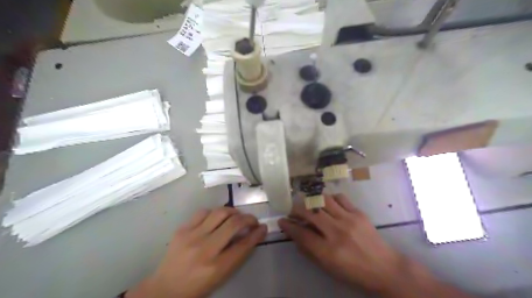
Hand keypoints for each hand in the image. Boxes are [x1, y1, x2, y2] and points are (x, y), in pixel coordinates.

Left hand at [128, 207, 268, 296]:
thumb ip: (237, 254)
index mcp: (216, 267)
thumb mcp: (221, 276)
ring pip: (220, 212)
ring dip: (233, 212)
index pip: (243, 245)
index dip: (257, 234)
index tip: (263, 227)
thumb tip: (252, 234)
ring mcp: (191, 237)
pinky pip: (203, 212)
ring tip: (236, 216)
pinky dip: (215, 212)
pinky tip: (217, 218)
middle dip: (248, 218)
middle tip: (252, 220)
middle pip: (233, 224)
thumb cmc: (198, 285)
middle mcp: (205, 249)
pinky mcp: (182, 229)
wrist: (165, 288)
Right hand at [279, 194, 409, 294]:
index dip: (289, 226)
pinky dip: (329, 198)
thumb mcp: (328, 268)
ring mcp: (348, 219)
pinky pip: (339, 198)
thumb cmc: (353, 272)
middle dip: (296, 209)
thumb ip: (309, 250)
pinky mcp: (358, 213)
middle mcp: (337, 232)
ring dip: (311, 200)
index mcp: (328, 251)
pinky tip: (327, 203)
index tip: (282, 221)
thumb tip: (295, 235)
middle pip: (310, 212)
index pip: (301, 233)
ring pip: (323, 200)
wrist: (385, 268)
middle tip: (292, 211)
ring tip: (308, 204)